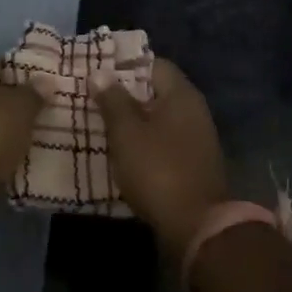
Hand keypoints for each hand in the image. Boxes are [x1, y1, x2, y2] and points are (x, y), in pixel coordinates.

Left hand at [0, 55, 42, 196]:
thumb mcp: (20, 109)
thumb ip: (35, 93)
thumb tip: (45, 80)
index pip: (1, 63)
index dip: (24, 77)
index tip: (43, 94)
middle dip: (12, 107)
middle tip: (38, 121)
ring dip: (0, 132)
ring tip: (26, 145)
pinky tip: (4, 163)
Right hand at [95, 58, 228, 256]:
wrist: (196, 227)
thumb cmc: (158, 169)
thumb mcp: (127, 132)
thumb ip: (113, 100)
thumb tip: (100, 72)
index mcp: (181, 95)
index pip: (154, 64)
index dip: (126, 65)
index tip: (99, 73)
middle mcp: (194, 110)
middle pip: (156, 92)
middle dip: (126, 95)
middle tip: (94, 98)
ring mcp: (197, 138)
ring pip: (159, 118)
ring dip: (134, 121)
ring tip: (102, 125)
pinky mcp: (193, 164)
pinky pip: (164, 141)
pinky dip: (145, 142)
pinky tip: (123, 152)